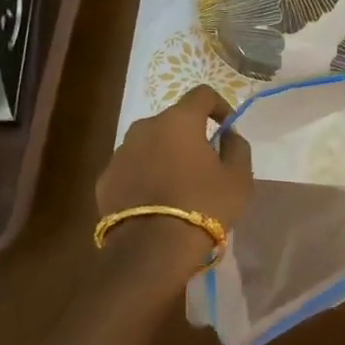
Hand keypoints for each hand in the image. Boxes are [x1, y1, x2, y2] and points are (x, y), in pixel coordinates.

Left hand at [97, 87, 253, 271]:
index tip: (226, 128)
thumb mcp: (239, 178)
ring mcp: (120, 152)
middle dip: (190, 135)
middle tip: (204, 163)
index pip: (202, 94)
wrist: (152, 250)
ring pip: (150, 144)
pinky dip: (145, 175)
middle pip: (173, 120)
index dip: (219, 106)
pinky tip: (156, 201)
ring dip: (165, 155)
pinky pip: (132, 168)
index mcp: (179, 120)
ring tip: (178, 185)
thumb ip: (237, 147)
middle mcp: (145, 127)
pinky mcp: (105, 179)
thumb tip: (228, 135)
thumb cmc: (204, 205)